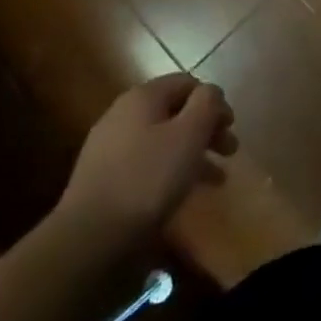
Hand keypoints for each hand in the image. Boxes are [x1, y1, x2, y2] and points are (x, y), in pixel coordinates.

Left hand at [53, 74, 237, 257]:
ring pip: (162, 140)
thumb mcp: (190, 133)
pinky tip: (182, 193)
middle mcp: (123, 114)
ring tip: (215, 179)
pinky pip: (146, 163)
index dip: (214, 101)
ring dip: (192, 153)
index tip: (231, 127)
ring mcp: (109, 147)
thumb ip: (207, 104)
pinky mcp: (103, 178)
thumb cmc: (148, 177)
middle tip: (229, 152)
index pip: (187, 83)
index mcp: (143, 96)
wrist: (89, 237)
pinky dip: (169, 171)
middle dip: (206, 129)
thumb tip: (210, 93)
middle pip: (175, 112)